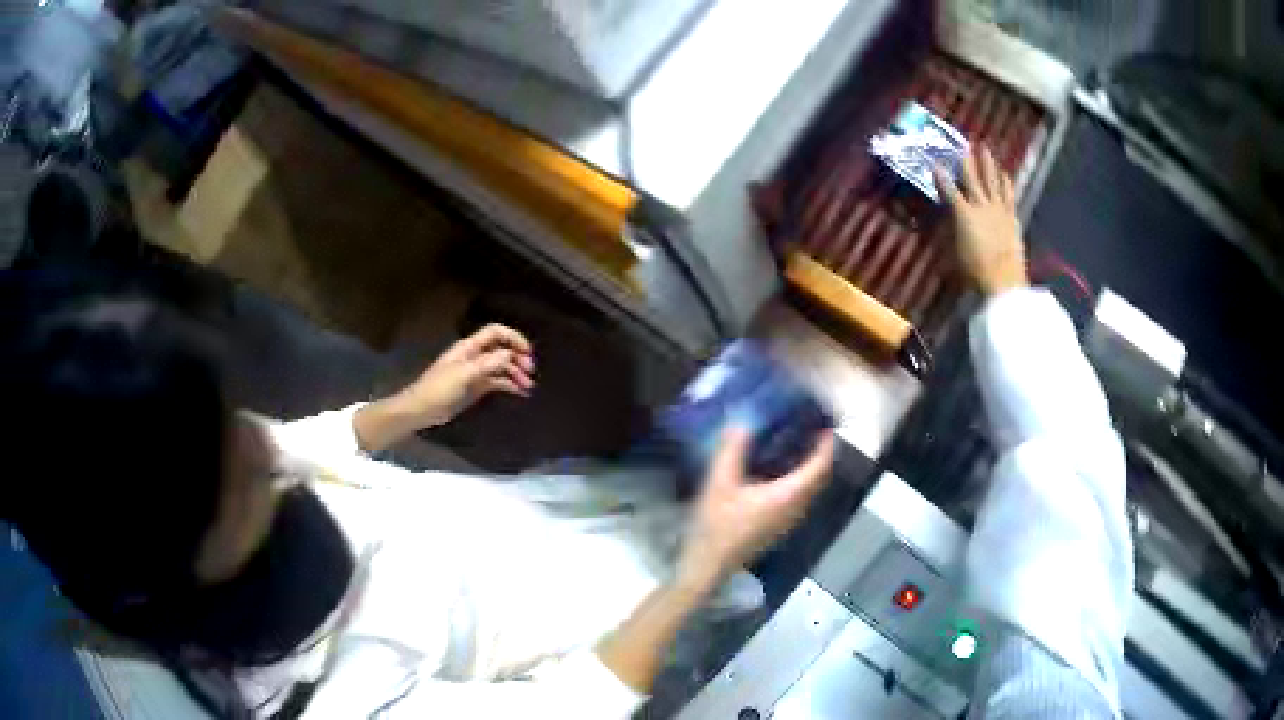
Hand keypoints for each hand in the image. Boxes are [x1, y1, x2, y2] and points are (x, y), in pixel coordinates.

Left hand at [397, 324, 535, 427]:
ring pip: (502, 367)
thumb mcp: (464, 374)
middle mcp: (475, 356)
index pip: (496, 333)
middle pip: (502, 349)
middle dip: (518, 357)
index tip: (527, 352)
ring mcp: (476, 372)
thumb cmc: (439, 389)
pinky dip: (510, 385)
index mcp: (469, 348)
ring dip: (516, 373)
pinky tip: (521, 392)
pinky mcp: (477, 387)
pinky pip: (498, 382)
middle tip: (530, 372)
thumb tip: (510, 353)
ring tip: (528, 387)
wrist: (422, 410)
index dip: (513, 338)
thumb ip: (488, 363)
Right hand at [677, 428, 835, 591]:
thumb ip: (731, 451)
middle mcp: (795, 508)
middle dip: (822, 456)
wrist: (709, 563)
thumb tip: (742, 423)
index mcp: (787, 496)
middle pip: (819, 479)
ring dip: (811, 469)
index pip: (819, 468)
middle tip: (814, 433)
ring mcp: (788, 521)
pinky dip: (799, 481)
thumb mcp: (719, 483)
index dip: (826, 447)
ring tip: (799, 448)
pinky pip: (799, 498)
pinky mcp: (778, 527)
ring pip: (810, 490)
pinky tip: (780, 473)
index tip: (826, 427)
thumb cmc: (717, 525)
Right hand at [934, 146, 1027, 296]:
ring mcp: (998, 209)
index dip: (941, 176)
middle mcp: (980, 205)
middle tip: (965, 144)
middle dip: (967, 160)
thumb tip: (943, 225)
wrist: (1004, 280)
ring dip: (988, 163)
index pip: (948, 190)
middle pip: (972, 177)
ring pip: (992, 180)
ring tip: (985, 148)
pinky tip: (1005, 173)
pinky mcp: (1011, 217)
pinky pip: (1008, 194)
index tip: (936, 164)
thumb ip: (949, 234)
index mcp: (963, 214)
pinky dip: (1006, 182)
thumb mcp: (954, 253)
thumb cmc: (975, 272)